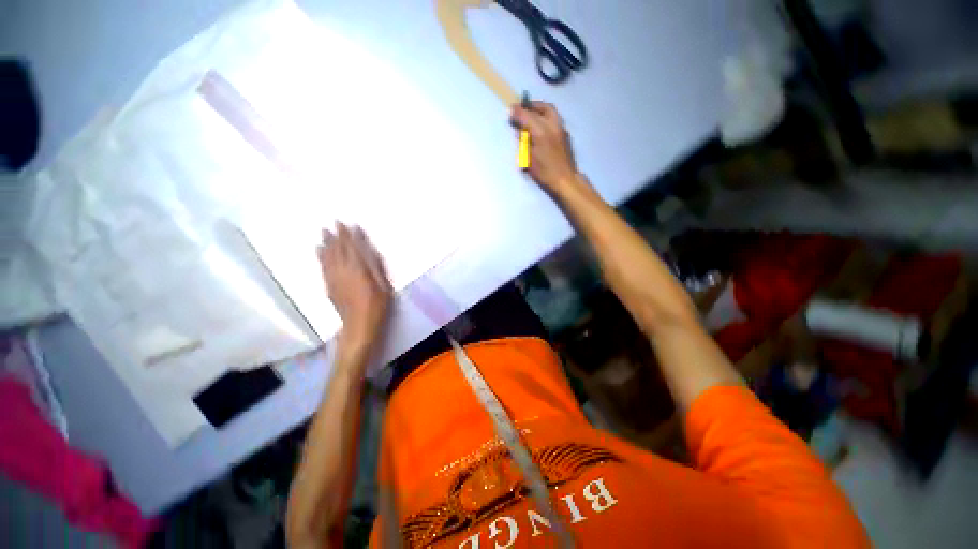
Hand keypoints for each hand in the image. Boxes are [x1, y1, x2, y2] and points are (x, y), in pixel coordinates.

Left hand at [318, 223, 392, 353]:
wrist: (359, 324)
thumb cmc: (377, 304)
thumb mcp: (383, 283)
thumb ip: (374, 265)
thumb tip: (367, 250)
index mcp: (358, 269)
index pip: (352, 247)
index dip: (349, 235)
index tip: (346, 223)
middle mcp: (343, 270)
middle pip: (338, 250)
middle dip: (335, 236)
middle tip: (332, 223)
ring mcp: (333, 278)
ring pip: (328, 256)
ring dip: (326, 243)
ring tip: (323, 233)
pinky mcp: (329, 286)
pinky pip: (323, 266)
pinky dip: (320, 256)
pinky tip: (319, 251)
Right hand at [510, 101, 581, 193]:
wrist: (565, 180)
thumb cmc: (545, 172)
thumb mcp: (529, 159)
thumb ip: (524, 142)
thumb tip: (520, 131)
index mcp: (541, 132)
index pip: (527, 116)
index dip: (518, 112)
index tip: (511, 110)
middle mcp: (552, 126)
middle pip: (543, 107)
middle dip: (531, 106)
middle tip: (522, 109)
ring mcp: (561, 129)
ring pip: (551, 112)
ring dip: (540, 110)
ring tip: (531, 116)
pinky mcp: (565, 135)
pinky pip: (554, 119)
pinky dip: (546, 118)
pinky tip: (541, 126)